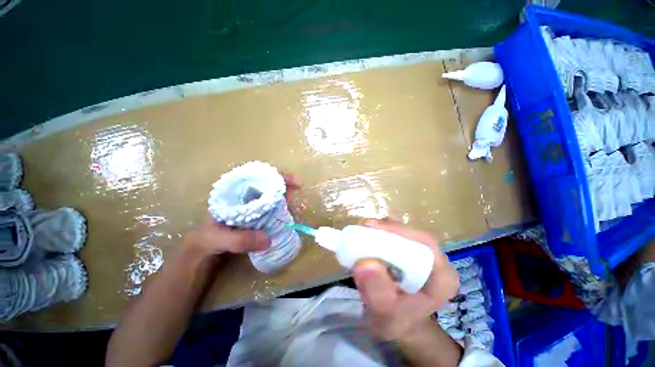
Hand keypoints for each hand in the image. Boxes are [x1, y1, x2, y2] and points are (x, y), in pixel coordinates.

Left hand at [183, 172, 301, 257]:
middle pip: (270, 184)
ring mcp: (252, 205)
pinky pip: (273, 208)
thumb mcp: (216, 239)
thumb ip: (239, 239)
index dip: (278, 176)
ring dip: (285, 200)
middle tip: (295, 198)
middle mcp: (245, 195)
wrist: (202, 253)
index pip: (259, 176)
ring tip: (293, 211)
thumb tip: (268, 239)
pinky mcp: (257, 215)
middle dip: (285, 188)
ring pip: (273, 196)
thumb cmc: (205, 240)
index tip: (295, 182)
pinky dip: (282, 211)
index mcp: (234, 191)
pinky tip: (287, 217)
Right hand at [353, 219, 459, 340]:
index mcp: (442, 277)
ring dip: (382, 230)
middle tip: (364, 227)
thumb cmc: (398, 322)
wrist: (400, 324)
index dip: (399, 230)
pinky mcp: (411, 253)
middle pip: (412, 234)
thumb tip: (364, 263)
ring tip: (363, 231)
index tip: (372, 227)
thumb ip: (378, 293)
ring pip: (403, 233)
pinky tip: (368, 238)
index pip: (425, 243)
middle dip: (387, 228)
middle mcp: (436, 261)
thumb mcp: (387, 315)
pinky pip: (396, 237)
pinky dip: (381, 235)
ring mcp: (423, 255)